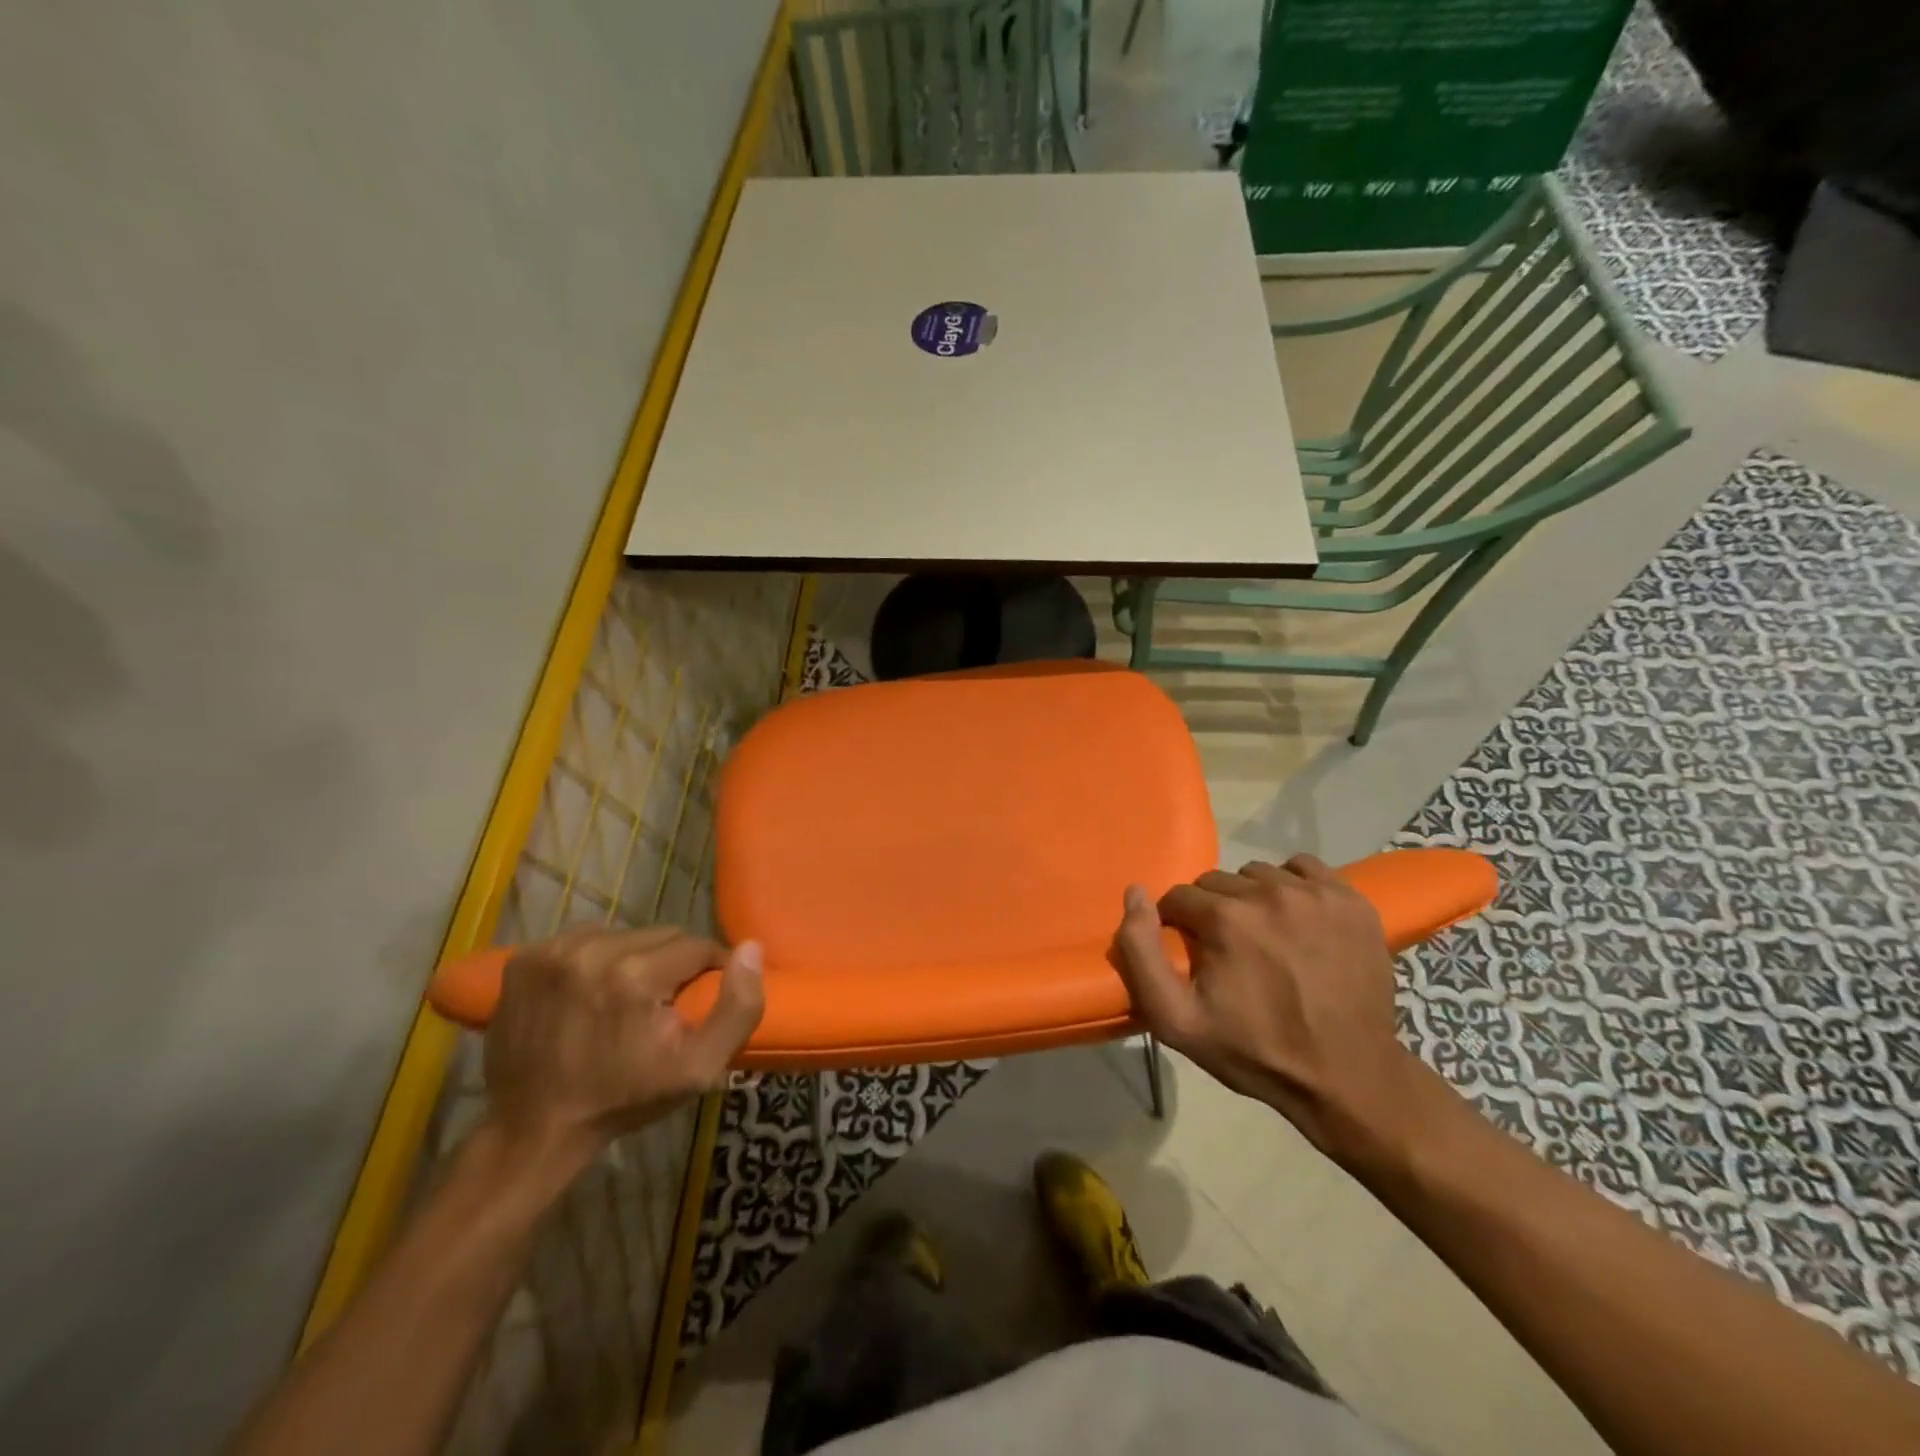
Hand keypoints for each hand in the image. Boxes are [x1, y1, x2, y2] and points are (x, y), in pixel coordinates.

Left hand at [482, 926, 763, 1170]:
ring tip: (625, 996)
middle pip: (660, 935)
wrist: (533, 1130)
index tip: (697, 1000)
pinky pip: (584, 938)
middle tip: (662, 1004)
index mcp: (636, 975)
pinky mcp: (524, 959)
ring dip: (634, 957)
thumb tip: (751, 948)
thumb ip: (738, 1008)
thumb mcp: (698, 1069)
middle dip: (670, 963)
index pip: (696, 945)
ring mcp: (552, 952)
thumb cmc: (623, 1099)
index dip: (707, 970)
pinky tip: (591, 990)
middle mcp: (592, 950)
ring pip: (624, 933)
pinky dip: (596, 958)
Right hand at [1111, 855, 1425, 1167]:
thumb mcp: (1176, 1020)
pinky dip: (1294, 885)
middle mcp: (1270, 893)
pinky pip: (1306, 869)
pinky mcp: (1352, 900)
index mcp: (1225, 918)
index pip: (1179, 897)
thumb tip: (1135, 894)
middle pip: (1218, 883)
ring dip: (1252, 898)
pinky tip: (1297, 919)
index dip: (1178, 925)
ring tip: (1265, 938)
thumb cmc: (1255, 1051)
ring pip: (1259, 874)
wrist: (1348, 1078)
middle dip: (1213, 912)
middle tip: (1229, 952)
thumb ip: (1140, 953)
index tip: (1194, 956)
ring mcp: (1316, 894)